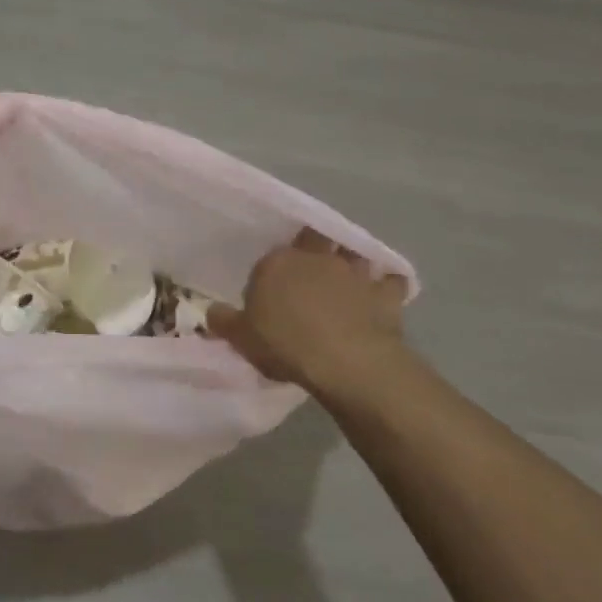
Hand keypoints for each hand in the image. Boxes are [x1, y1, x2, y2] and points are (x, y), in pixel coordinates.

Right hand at [208, 227, 410, 395]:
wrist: (347, 362)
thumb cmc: (286, 345)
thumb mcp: (242, 339)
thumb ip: (224, 322)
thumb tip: (211, 311)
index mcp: (277, 263)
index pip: (270, 259)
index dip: (271, 274)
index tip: (269, 294)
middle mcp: (316, 257)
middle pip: (313, 240)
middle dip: (313, 248)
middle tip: (309, 270)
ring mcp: (354, 272)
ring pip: (353, 253)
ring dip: (351, 261)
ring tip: (347, 276)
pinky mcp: (385, 293)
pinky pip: (391, 282)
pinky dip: (388, 285)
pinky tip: (383, 294)